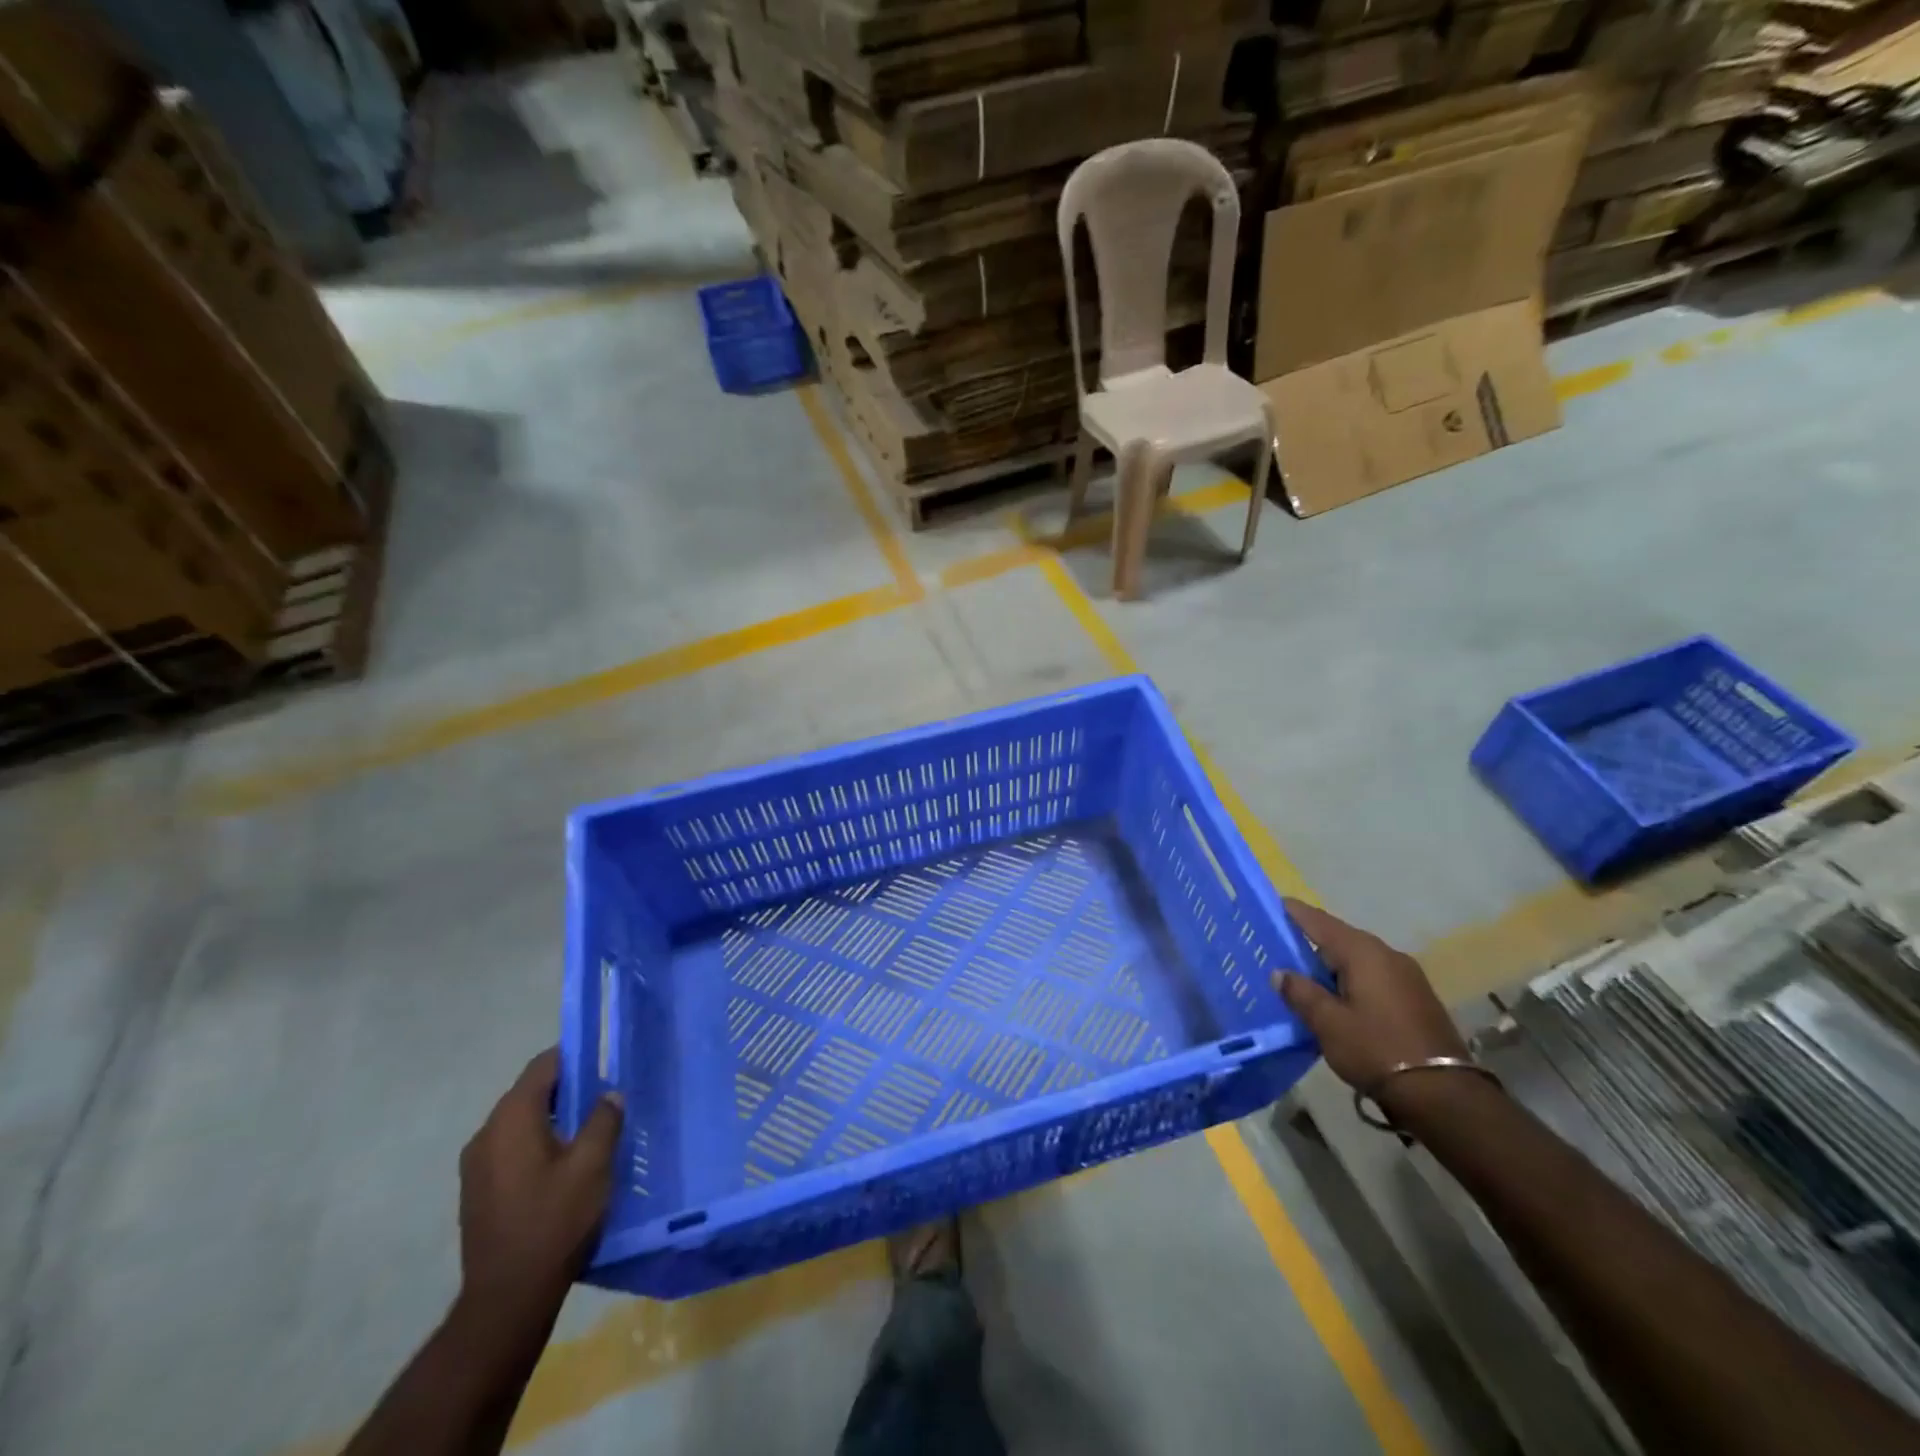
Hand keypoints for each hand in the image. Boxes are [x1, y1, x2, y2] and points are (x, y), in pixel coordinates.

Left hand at [457, 1048, 622, 1321]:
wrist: (507, 1300)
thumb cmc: (554, 1222)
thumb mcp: (593, 1165)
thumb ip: (604, 1120)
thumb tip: (609, 1094)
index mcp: (511, 1119)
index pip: (543, 1066)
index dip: (576, 1057)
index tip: (606, 1063)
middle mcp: (486, 1134)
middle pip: (530, 1092)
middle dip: (568, 1089)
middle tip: (606, 1098)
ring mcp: (476, 1165)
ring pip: (521, 1122)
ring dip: (554, 1118)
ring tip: (591, 1131)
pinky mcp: (477, 1191)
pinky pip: (512, 1148)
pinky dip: (538, 1143)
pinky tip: (565, 1165)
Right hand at [1274, 899, 1468, 1096]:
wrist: (1444, 1096)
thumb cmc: (1377, 1050)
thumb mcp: (1328, 1023)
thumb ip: (1300, 992)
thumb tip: (1280, 973)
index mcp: (1363, 952)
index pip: (1319, 921)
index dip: (1292, 912)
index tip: (1269, 906)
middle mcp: (1387, 954)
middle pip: (1338, 938)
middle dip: (1308, 943)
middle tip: (1276, 950)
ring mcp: (1406, 976)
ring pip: (1356, 960)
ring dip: (1329, 966)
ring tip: (1301, 977)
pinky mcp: (1416, 998)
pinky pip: (1372, 977)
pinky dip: (1349, 980)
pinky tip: (1335, 999)